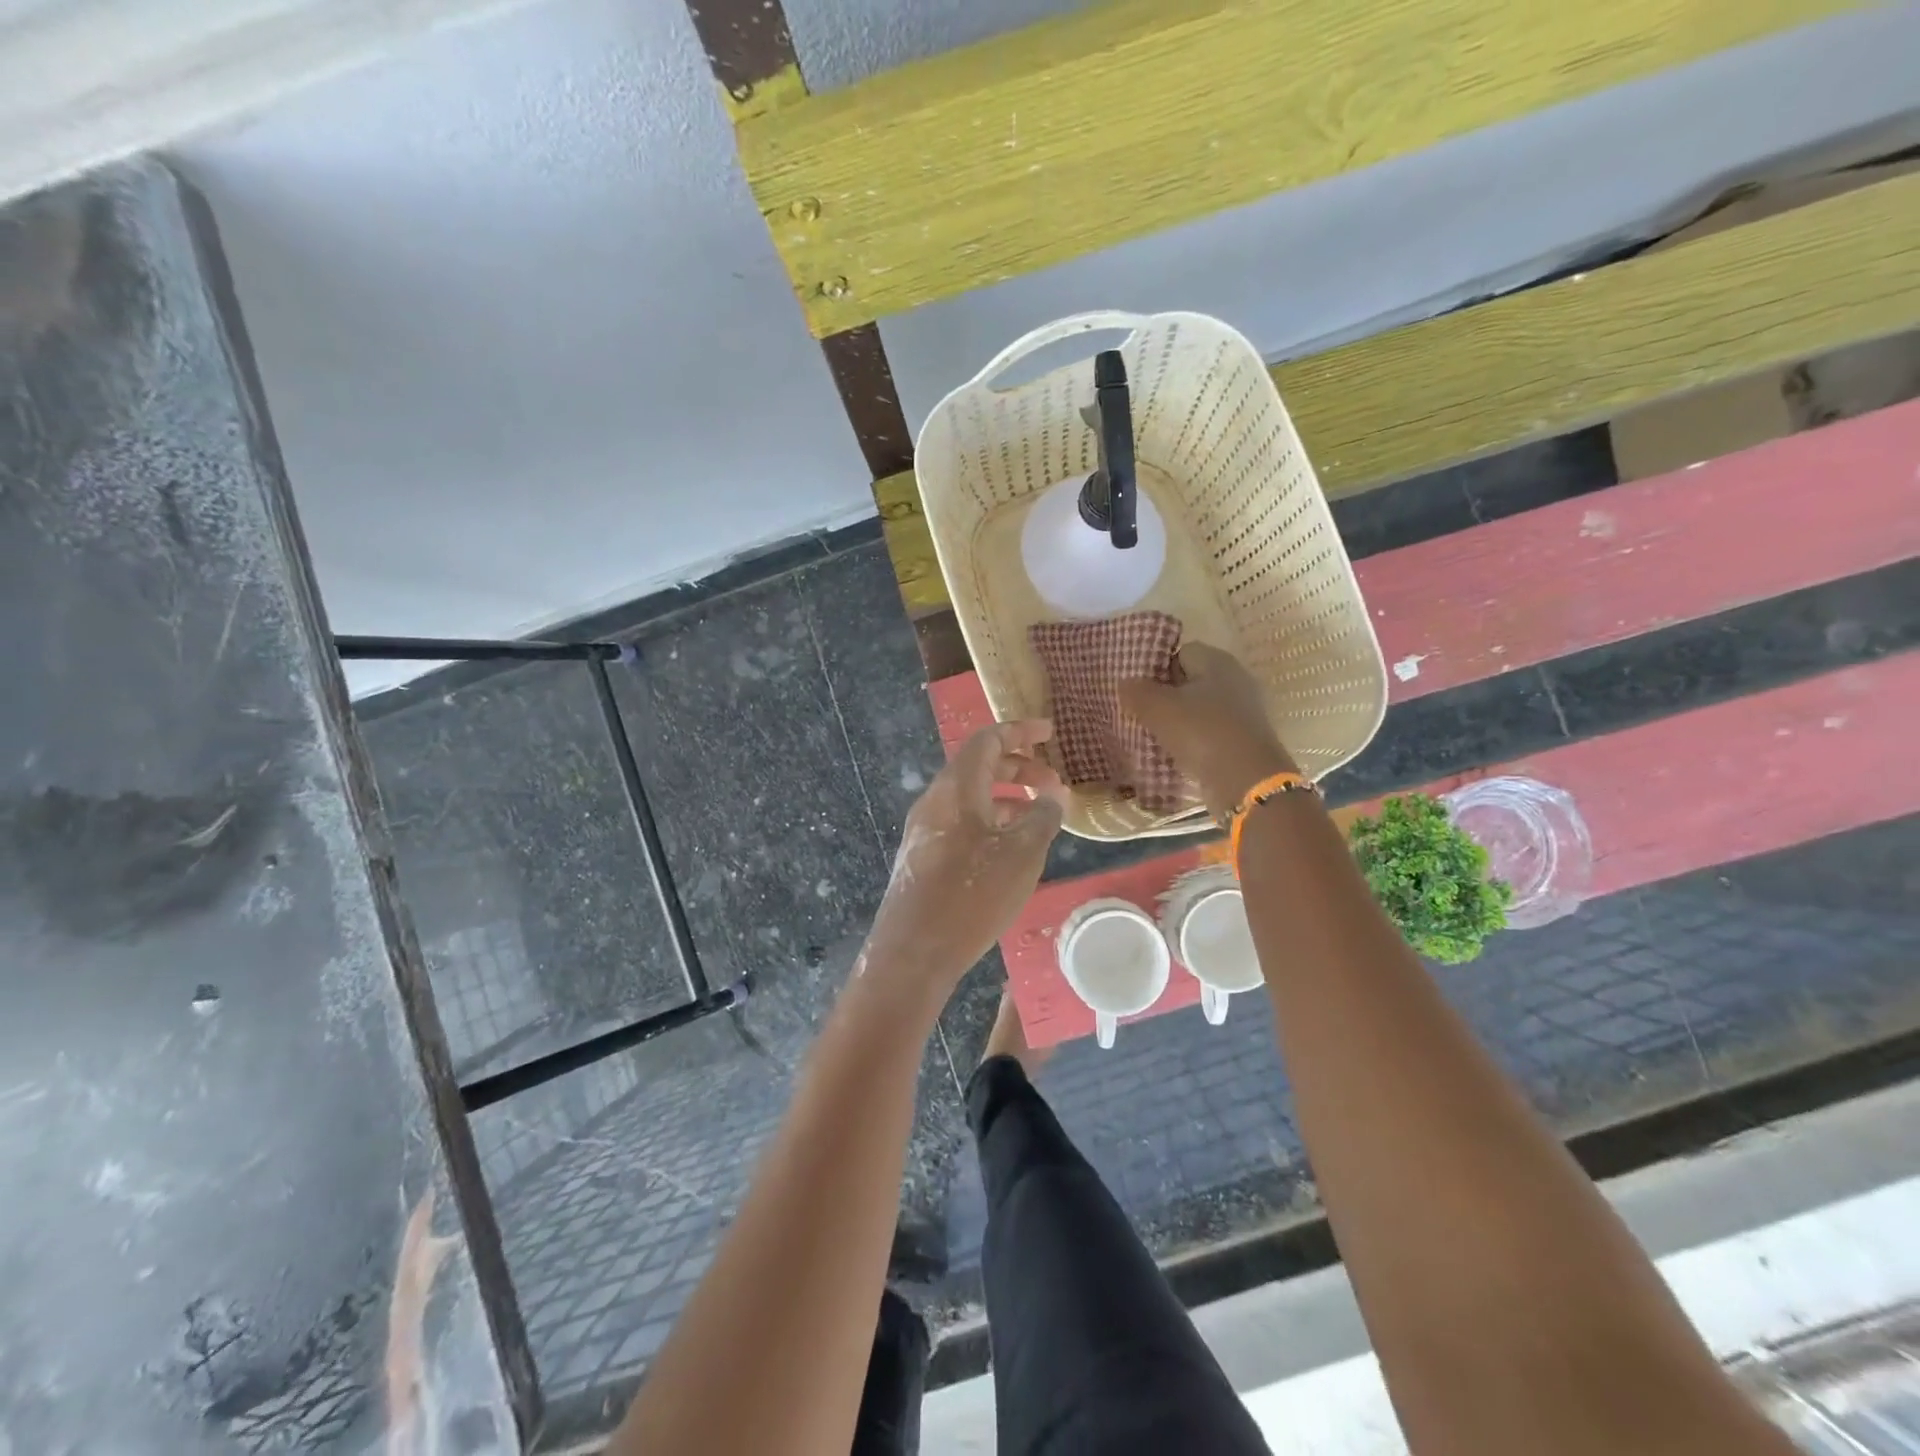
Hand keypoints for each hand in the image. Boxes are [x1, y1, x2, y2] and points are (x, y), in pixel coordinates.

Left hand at [865, 720, 1069, 990]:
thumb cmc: (971, 896)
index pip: (987, 740)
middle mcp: (935, 800)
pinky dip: (990, 820)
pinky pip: (960, 822)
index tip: (1050, 733)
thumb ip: (1042, 818)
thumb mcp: (1022, 855)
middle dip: (1018, 768)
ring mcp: (924, 829)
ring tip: (1038, 816)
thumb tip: (1053, 796)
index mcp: (956, 788)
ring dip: (1006, 797)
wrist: (913, 951)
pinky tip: (1010, 847)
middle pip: (978, 766)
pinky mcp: (922, 855)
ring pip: (970, 797)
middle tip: (1053, 782)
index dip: (1020, 731)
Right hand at [1119, 644, 1297, 820]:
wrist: (1246, 782)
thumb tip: (1126, 683)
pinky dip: (1192, 744)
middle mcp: (1235, 681)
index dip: (1157, 667)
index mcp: (1218, 662)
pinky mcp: (1244, 742)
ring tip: (1151, 737)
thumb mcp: (1158, 708)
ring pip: (1199, 711)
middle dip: (1166, 697)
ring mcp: (1243, 713)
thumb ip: (1137, 691)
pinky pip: (1209, 735)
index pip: (1181, 652)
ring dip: (1178, 723)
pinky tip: (1173, 756)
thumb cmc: (1201, 732)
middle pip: (1191, 683)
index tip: (1137, 688)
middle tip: (1139, 713)